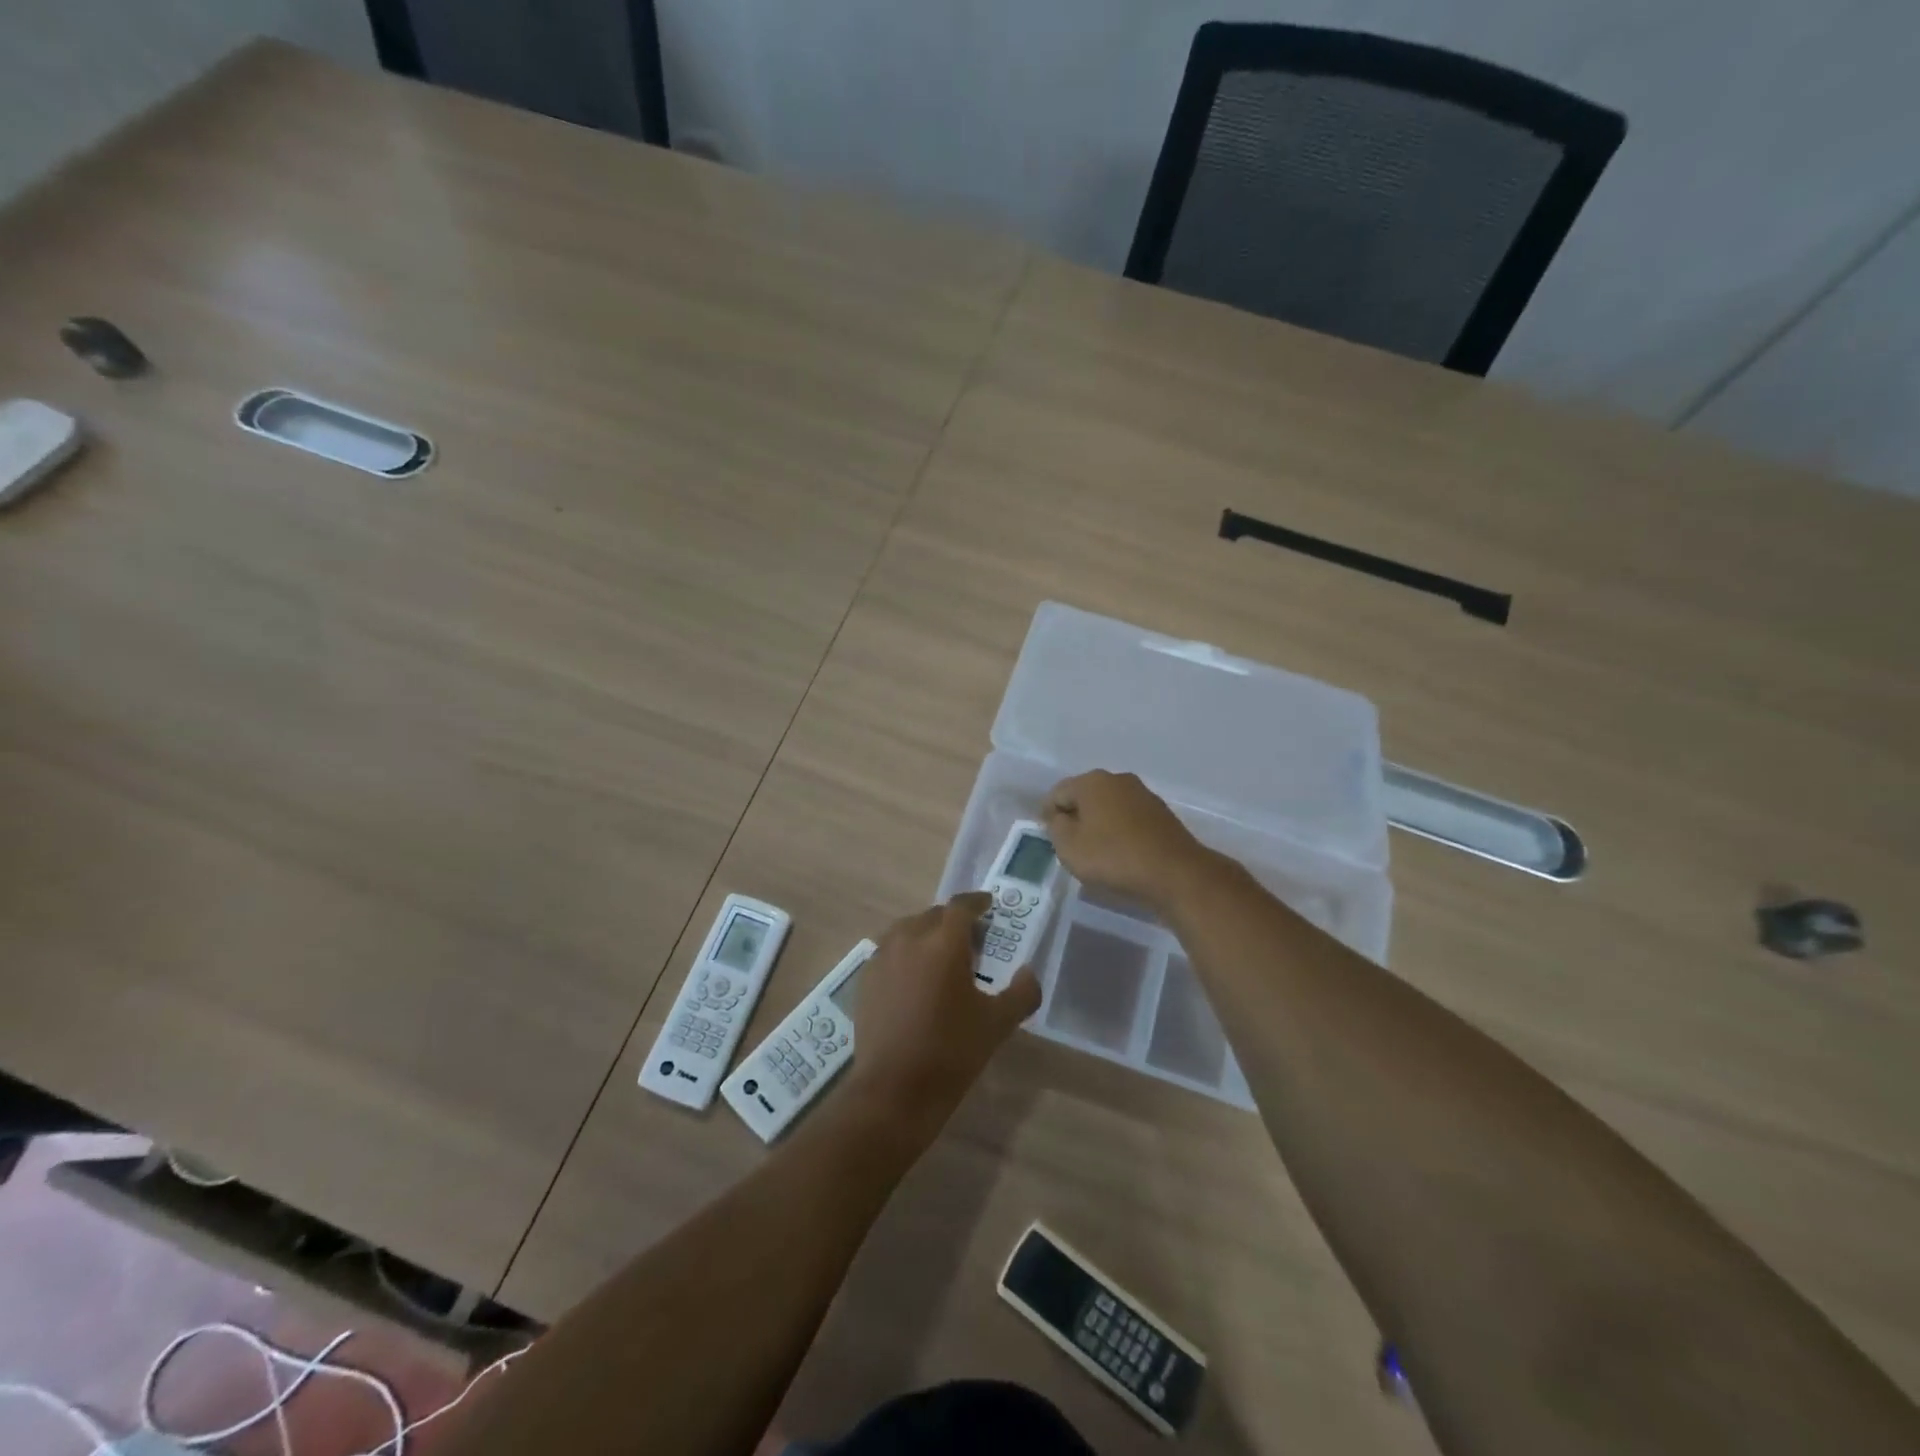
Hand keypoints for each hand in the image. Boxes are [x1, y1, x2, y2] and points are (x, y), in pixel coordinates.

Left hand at [845, 892, 1040, 1138]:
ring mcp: (882, 958)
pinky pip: (889, 952)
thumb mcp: (997, 1024)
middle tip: (970, 940)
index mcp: (944, 942)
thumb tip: (1028, 973)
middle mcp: (909, 939)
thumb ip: (1021, 993)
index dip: (976, 902)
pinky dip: (905, 954)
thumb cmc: (951, 1052)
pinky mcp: (865, 979)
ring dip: (926, 934)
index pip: (961, 907)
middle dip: (953, 921)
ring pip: (907, 930)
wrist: (893, 1090)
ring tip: (940, 957)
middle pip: (933, 916)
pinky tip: (914, 980)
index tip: (987, 906)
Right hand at [1042, 770, 1214, 911]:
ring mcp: (1143, 794)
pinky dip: (1119, 831)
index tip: (1049, 838)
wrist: (1175, 873)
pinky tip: (1120, 853)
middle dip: (1074, 817)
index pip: (1057, 793)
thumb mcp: (1069, 846)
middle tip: (1070, 845)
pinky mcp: (1160, 813)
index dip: (1047, 815)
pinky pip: (1128, 818)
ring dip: (1098, 824)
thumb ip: (1055, 827)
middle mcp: (1117, 779)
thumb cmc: (1114, 857)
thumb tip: (1059, 817)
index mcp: (1092, 781)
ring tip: (1096, 852)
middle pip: (1084, 796)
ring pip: (1108, 806)